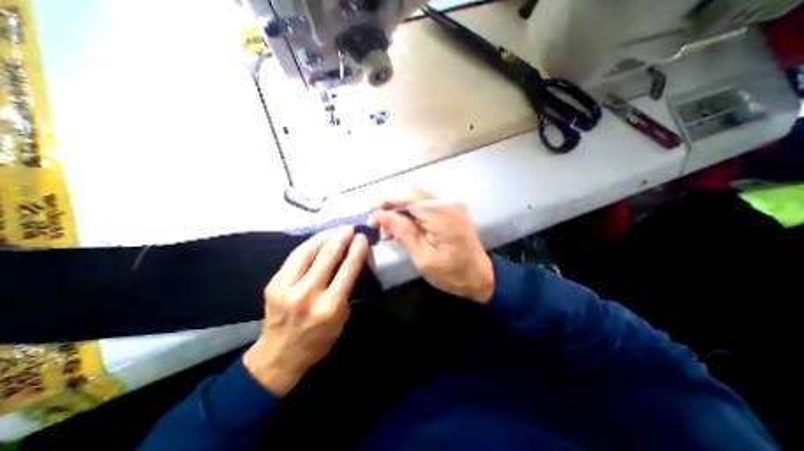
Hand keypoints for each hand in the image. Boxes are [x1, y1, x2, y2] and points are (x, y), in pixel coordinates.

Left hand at [244, 227, 367, 396]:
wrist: (279, 356)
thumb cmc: (318, 339)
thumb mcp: (341, 318)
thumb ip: (346, 289)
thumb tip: (349, 263)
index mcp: (330, 306)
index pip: (348, 269)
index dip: (357, 250)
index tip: (362, 237)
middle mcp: (308, 294)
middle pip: (328, 256)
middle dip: (341, 238)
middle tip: (349, 228)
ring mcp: (287, 288)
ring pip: (308, 252)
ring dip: (325, 237)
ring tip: (335, 230)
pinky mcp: (273, 284)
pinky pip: (294, 257)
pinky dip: (309, 245)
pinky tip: (318, 239)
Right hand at [367, 186, 492, 303]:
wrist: (481, 277)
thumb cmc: (452, 273)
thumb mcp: (422, 256)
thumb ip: (402, 230)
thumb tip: (379, 214)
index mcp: (440, 212)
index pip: (406, 195)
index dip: (385, 202)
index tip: (370, 216)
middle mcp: (446, 202)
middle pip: (410, 193)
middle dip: (390, 206)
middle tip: (376, 224)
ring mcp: (450, 204)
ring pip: (416, 199)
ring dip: (399, 211)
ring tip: (387, 232)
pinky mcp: (450, 210)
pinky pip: (425, 206)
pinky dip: (410, 215)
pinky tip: (402, 229)